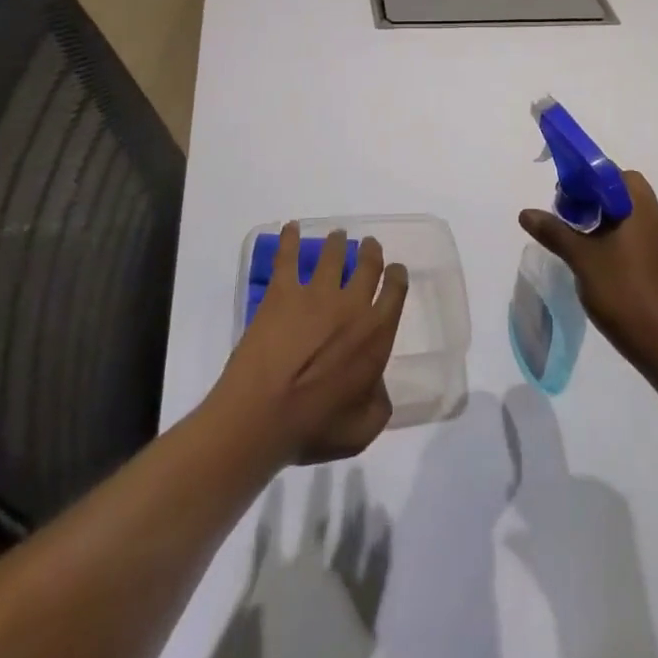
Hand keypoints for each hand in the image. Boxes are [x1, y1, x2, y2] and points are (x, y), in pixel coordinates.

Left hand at [211, 226, 409, 465]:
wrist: (260, 416)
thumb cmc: (313, 428)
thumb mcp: (362, 430)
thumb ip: (379, 404)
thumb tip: (377, 386)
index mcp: (375, 334)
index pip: (395, 291)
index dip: (396, 276)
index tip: (394, 270)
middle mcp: (351, 304)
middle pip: (367, 265)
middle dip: (370, 251)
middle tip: (367, 245)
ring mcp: (315, 293)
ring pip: (332, 255)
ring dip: (336, 242)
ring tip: (336, 236)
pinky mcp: (282, 292)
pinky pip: (287, 256)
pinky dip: (289, 238)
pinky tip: (290, 227)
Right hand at [519, 171, 657, 371]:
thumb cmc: (622, 290)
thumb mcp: (582, 258)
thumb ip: (554, 231)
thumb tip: (526, 213)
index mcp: (639, 206)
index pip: (612, 172)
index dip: (585, 176)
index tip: (563, 194)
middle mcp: (651, 215)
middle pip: (618, 189)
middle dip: (589, 195)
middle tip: (565, 211)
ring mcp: (655, 239)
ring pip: (623, 212)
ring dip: (598, 215)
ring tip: (572, 233)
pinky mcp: (653, 259)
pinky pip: (628, 231)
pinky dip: (608, 233)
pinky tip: (588, 254)